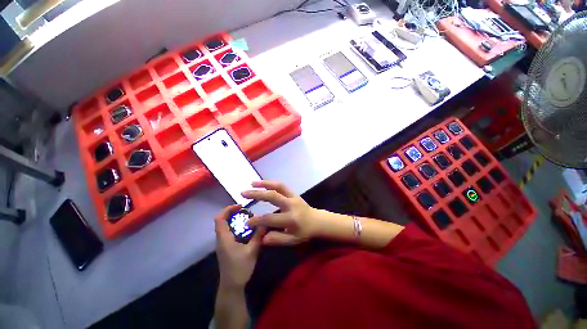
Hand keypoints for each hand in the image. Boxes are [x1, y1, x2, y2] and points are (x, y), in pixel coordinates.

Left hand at [215, 205, 262, 289]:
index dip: (228, 209)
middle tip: (247, 211)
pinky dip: (237, 227)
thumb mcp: (252, 251)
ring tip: (249, 219)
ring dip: (236, 220)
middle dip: (234, 213)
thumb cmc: (240, 268)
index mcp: (224, 238)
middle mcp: (221, 239)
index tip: (240, 206)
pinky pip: (229, 232)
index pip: (219, 218)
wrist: (232, 287)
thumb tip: (265, 222)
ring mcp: (223, 243)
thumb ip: (258, 235)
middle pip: (222, 220)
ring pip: (226, 226)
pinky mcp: (226, 247)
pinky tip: (248, 230)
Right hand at [242, 181, 319, 245]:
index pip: (270, 218)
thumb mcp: (292, 240)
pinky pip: (282, 185)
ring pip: (278, 186)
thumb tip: (261, 237)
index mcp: (290, 219)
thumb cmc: (305, 232)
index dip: (257, 220)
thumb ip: (276, 239)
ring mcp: (293, 197)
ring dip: (264, 183)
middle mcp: (291, 205)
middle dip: (257, 194)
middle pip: (273, 196)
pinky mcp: (294, 193)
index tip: (247, 221)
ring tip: (252, 183)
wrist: (317, 221)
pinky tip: (263, 183)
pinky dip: (271, 183)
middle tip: (244, 193)